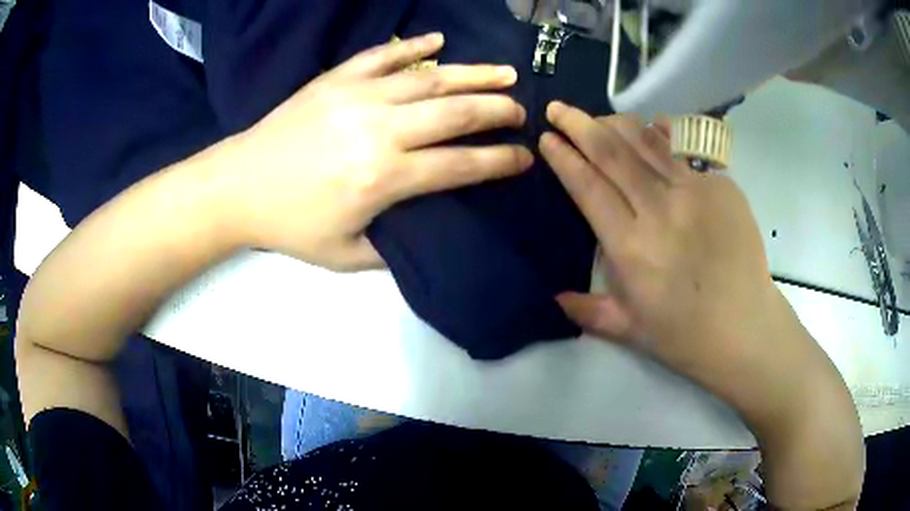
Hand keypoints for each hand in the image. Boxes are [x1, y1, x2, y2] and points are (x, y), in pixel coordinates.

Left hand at [226, 33, 531, 270]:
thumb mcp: (344, 255)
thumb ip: (393, 248)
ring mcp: (358, 96)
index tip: (523, 157)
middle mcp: (380, 130)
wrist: (238, 186)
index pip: (460, 165)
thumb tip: (427, 227)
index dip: (498, 161)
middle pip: (455, 114)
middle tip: (521, 111)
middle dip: (496, 111)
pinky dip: (413, 46)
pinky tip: (439, 41)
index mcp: (384, 178)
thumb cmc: (289, 225)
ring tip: (504, 73)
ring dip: (473, 74)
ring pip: (430, 79)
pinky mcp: (337, 79)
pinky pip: (383, 56)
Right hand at [540, 102, 778, 391]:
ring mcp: (695, 192)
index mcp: (631, 248)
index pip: (588, 187)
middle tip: (559, 108)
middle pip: (612, 153)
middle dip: (579, 125)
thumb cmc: (686, 336)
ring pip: (647, 142)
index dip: (565, 158)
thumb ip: (589, 311)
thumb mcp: (630, 331)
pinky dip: (662, 135)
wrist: (745, 328)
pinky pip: (684, 151)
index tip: (548, 138)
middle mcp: (659, 210)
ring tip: (598, 116)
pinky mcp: (721, 185)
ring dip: (616, 123)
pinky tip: (652, 126)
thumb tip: (555, 297)